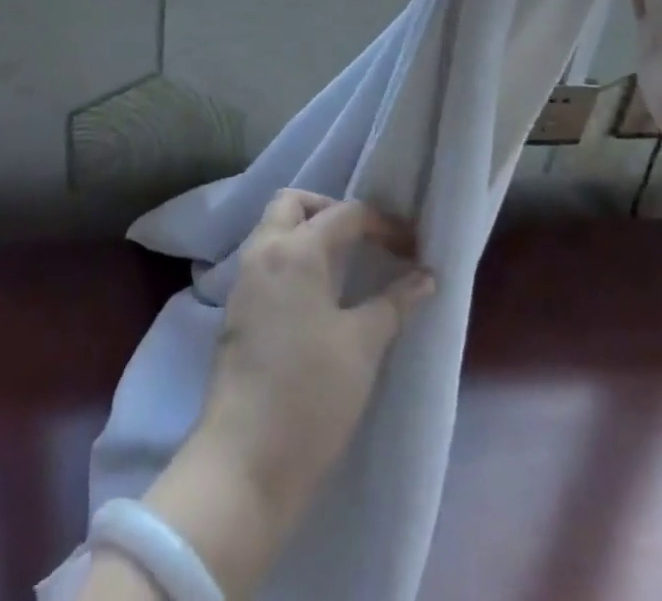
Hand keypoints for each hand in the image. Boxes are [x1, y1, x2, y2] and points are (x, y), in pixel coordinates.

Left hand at [127, 192, 432, 599]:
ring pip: (273, 227)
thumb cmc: (311, 394)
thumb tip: (425, 275)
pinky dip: (291, 256)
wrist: (246, 459)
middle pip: (294, 202)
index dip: (382, 223)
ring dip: (307, 231)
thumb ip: (395, 302)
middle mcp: (263, 250)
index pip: (343, 213)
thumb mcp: (363, 345)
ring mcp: (244, 278)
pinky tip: (316, 292)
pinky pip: (264, 257)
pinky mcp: (236, 307)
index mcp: (295, 250)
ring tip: (345, 264)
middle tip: (364, 240)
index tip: (411, 246)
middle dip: (330, 209)